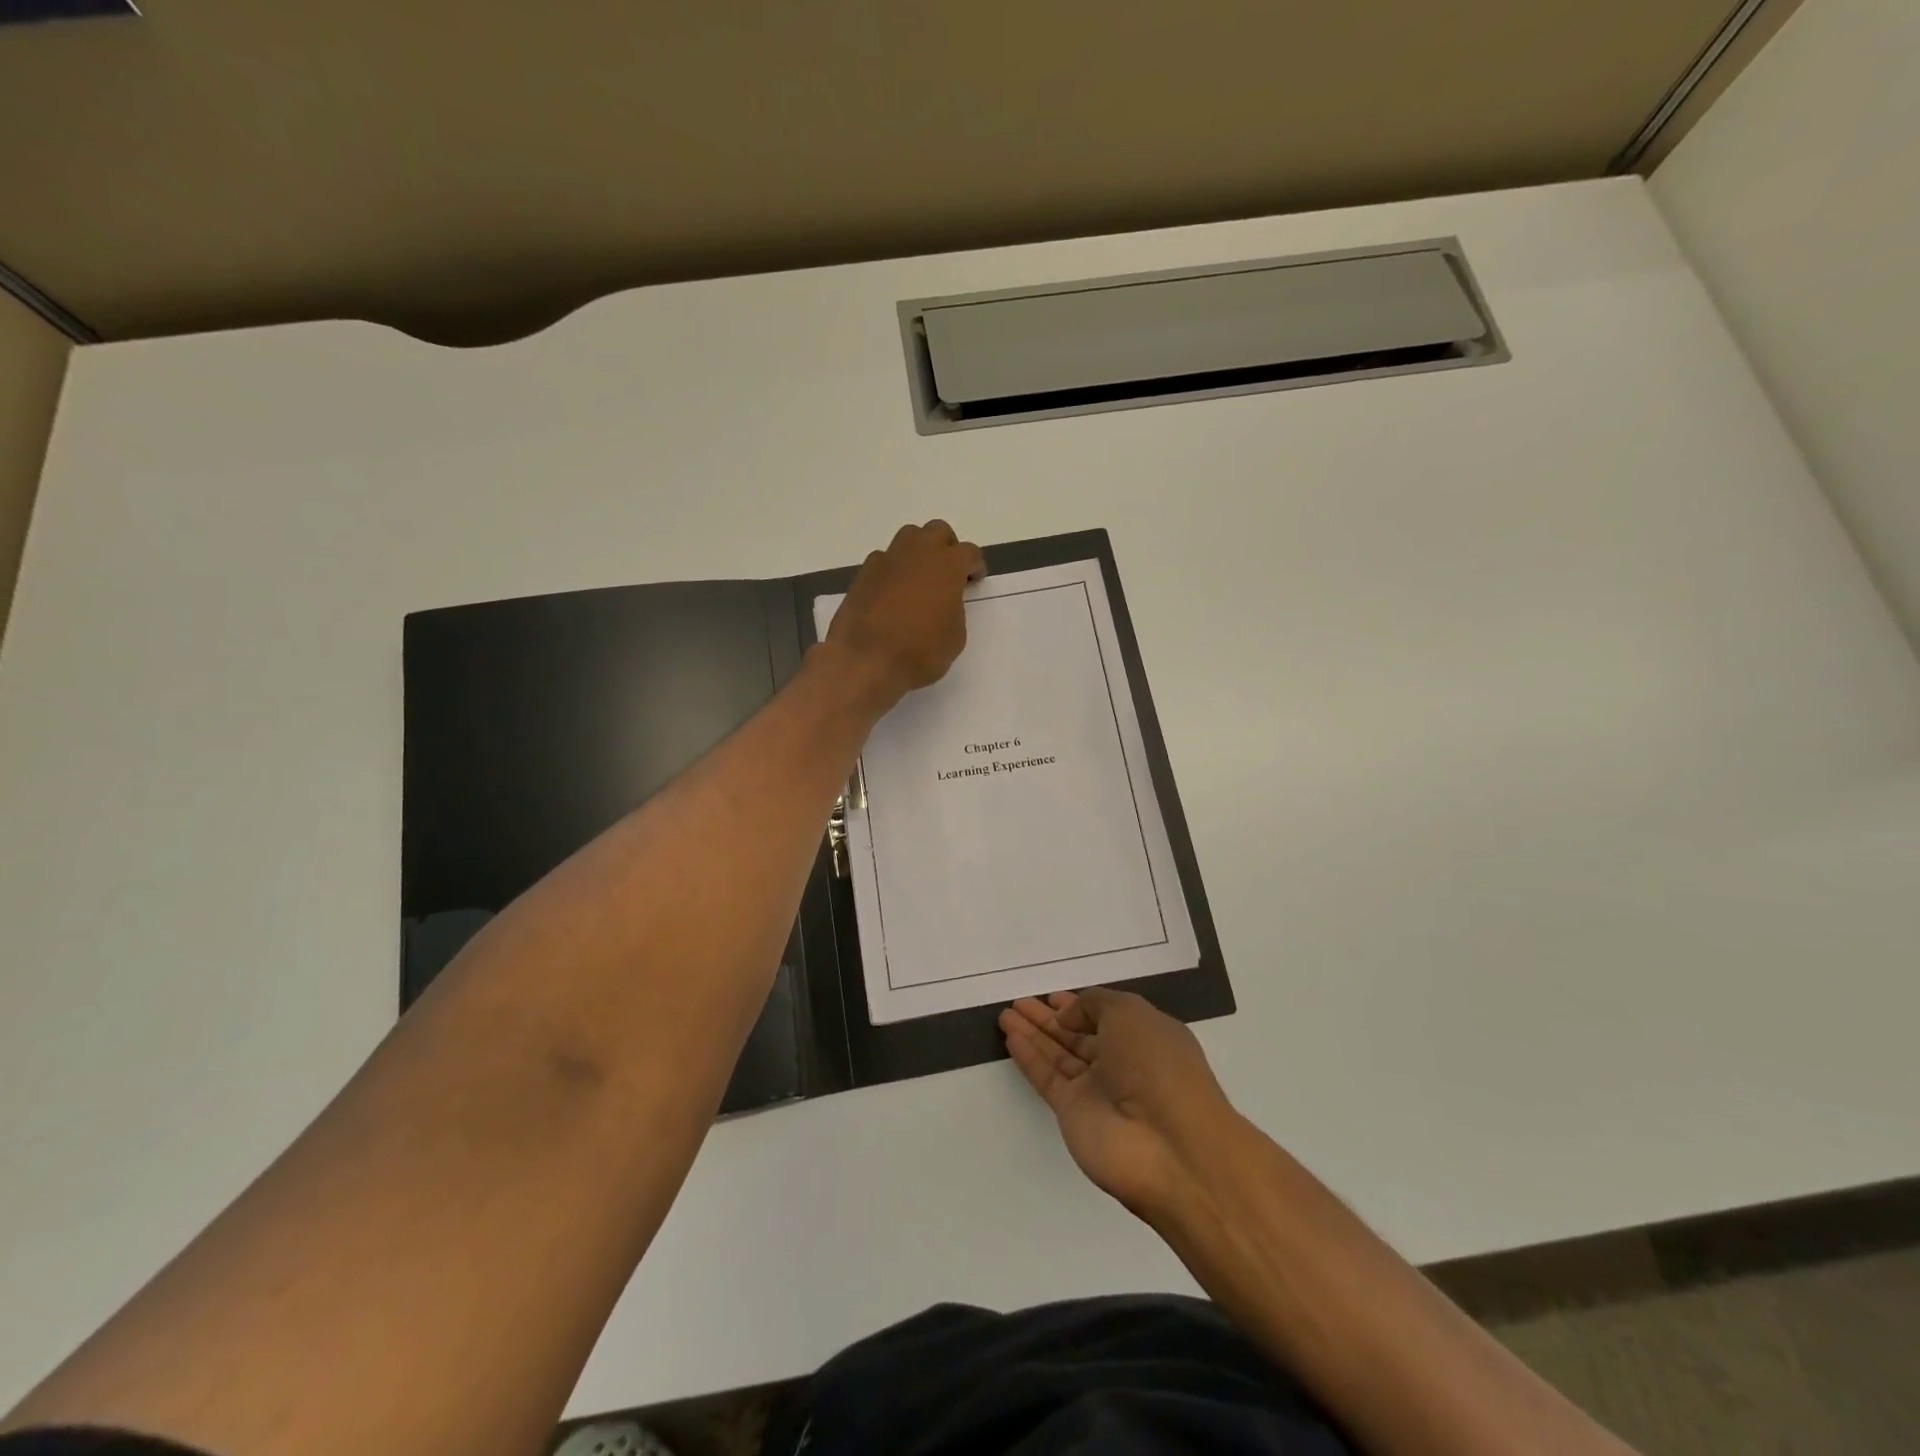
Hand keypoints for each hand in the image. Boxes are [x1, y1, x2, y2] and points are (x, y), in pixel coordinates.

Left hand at [825, 520, 985, 707]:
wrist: (866, 660)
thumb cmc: (919, 652)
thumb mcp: (955, 637)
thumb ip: (954, 610)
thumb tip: (944, 603)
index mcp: (947, 565)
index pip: (969, 552)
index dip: (974, 566)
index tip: (973, 580)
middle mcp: (917, 553)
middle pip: (937, 532)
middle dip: (946, 548)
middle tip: (947, 574)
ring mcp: (886, 560)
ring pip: (908, 538)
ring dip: (918, 552)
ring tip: (918, 580)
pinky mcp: (863, 574)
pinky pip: (883, 560)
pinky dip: (892, 570)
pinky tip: (891, 594)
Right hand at [1000, 988, 1237, 1221]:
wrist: (1169, 1148)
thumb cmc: (1157, 1065)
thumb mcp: (1130, 1013)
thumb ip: (1094, 1004)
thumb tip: (1068, 1017)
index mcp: (1144, 1036)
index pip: (1104, 1016)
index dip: (1078, 1005)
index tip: (1050, 996)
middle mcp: (1121, 1062)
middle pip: (1077, 1035)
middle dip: (1048, 1018)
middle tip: (1019, 1002)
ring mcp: (1097, 1090)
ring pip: (1058, 1054)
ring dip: (1033, 1033)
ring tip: (1005, 1015)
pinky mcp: (1074, 1114)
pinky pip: (1047, 1078)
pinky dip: (1029, 1058)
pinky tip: (1010, 1038)